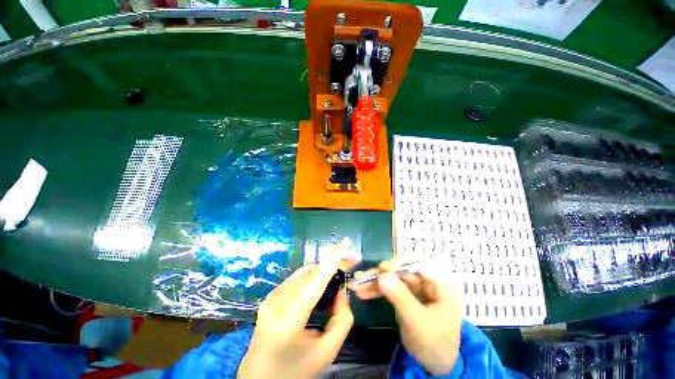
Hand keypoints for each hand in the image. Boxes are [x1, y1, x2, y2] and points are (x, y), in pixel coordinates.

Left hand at [238, 238, 355, 378]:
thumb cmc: (294, 371)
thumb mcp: (326, 351)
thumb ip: (341, 319)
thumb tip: (341, 291)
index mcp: (289, 316)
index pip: (316, 278)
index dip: (333, 257)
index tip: (346, 240)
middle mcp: (277, 299)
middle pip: (311, 272)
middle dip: (332, 264)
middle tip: (350, 264)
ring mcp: (272, 296)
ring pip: (305, 273)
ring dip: (323, 272)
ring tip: (338, 277)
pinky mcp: (271, 296)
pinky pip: (298, 279)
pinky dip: (313, 279)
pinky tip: (321, 289)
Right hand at [350, 260, 461, 374]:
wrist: (436, 364)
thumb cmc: (435, 344)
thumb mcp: (418, 322)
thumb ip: (401, 298)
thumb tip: (382, 275)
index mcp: (439, 283)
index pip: (417, 264)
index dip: (397, 265)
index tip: (380, 269)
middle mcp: (427, 280)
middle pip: (400, 271)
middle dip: (379, 275)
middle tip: (360, 277)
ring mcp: (415, 287)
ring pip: (392, 279)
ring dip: (374, 282)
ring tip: (355, 285)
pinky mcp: (405, 294)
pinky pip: (389, 288)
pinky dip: (376, 290)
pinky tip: (362, 292)